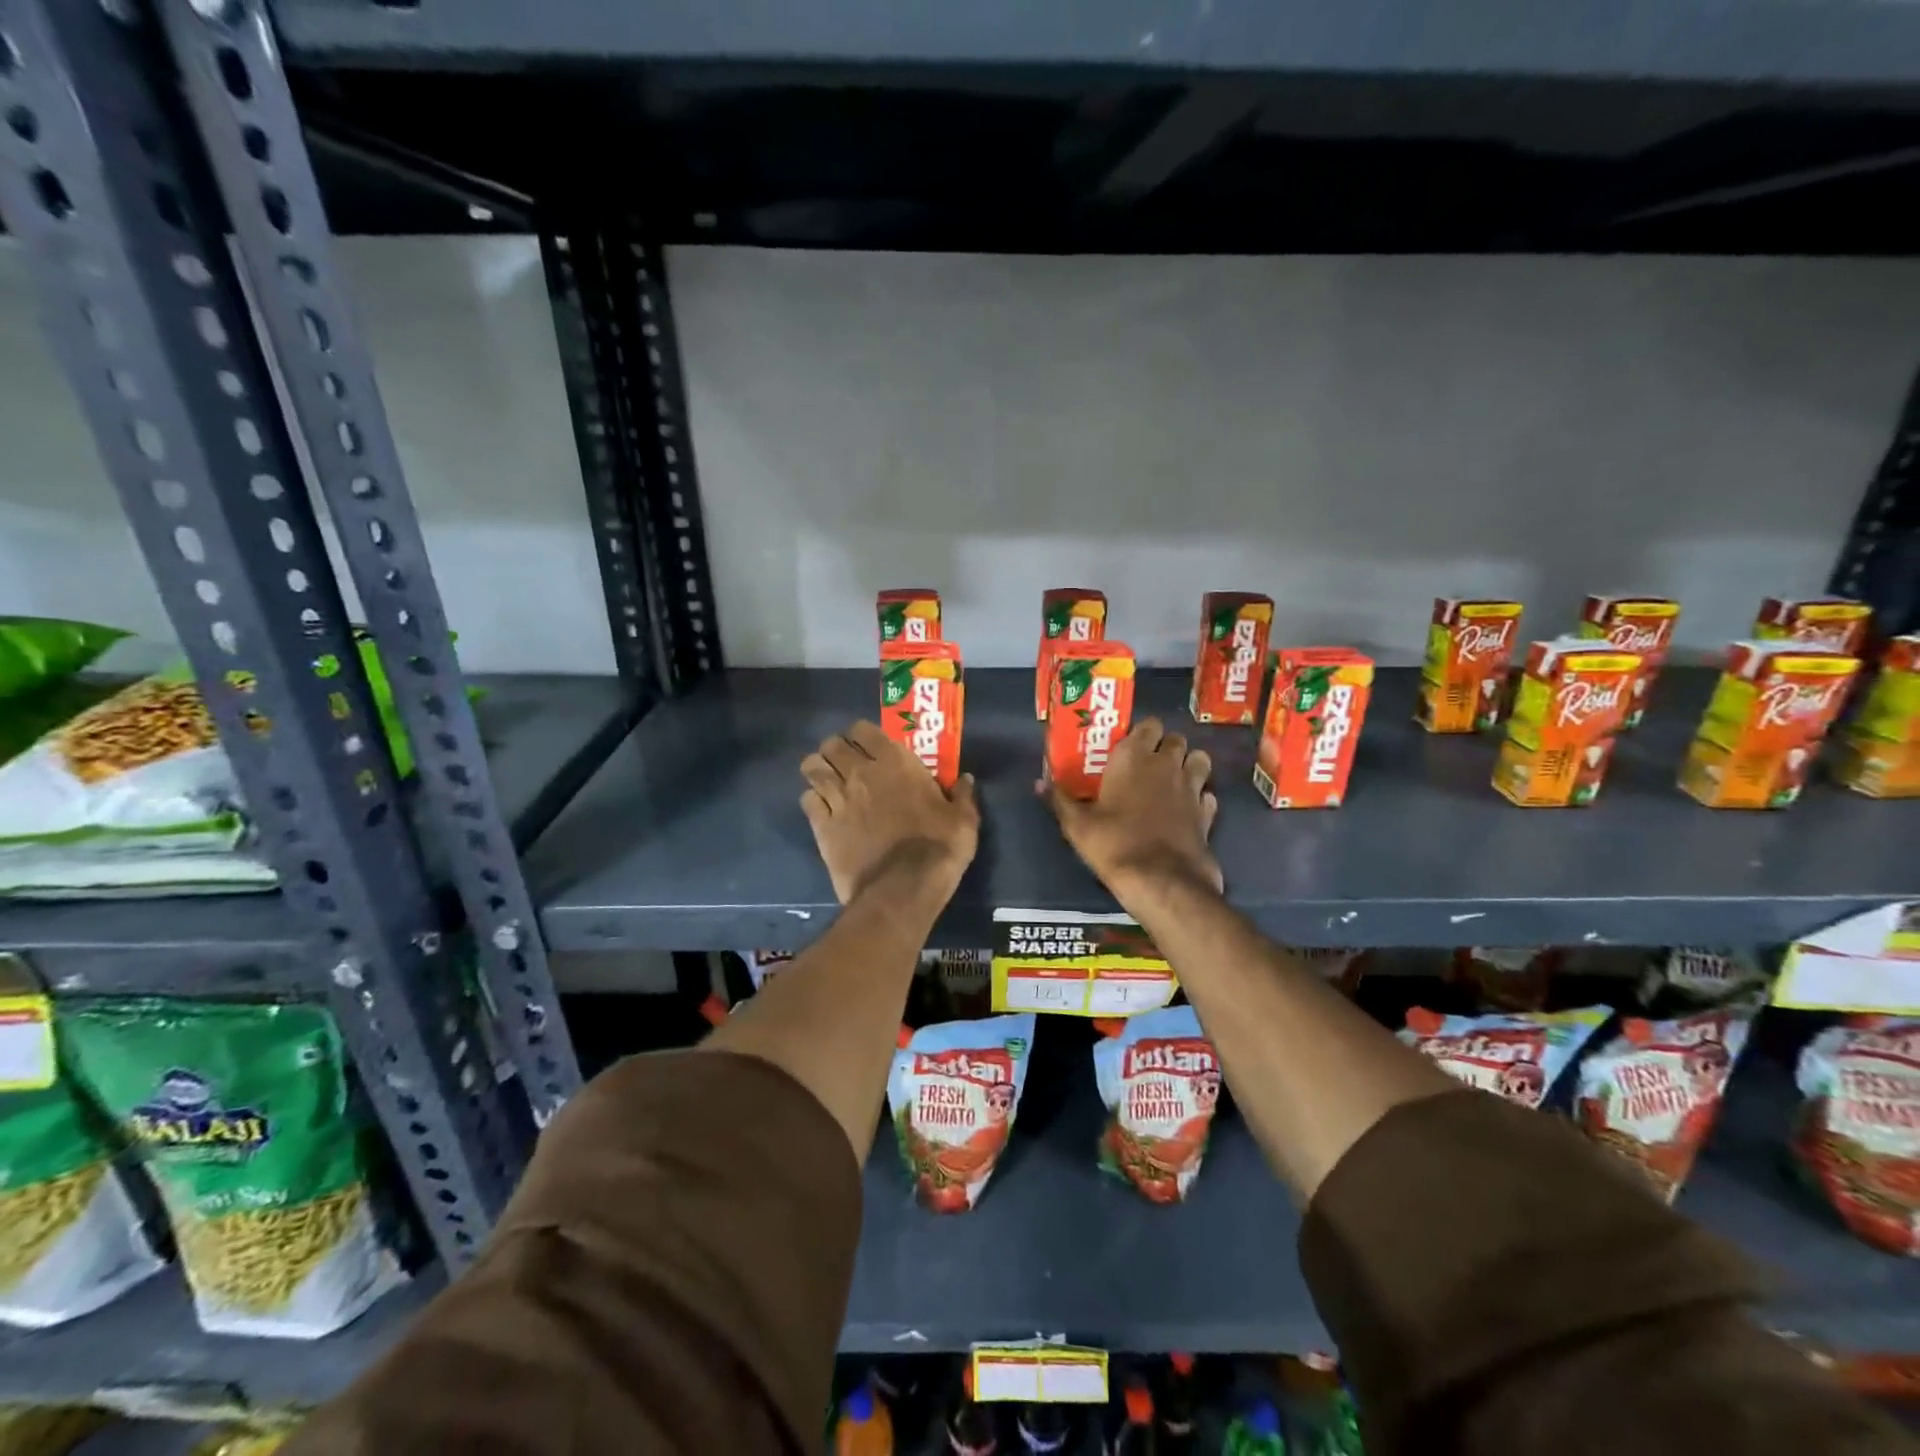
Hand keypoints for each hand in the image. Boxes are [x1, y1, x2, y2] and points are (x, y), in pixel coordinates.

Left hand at [800, 721, 979, 904]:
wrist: (903, 888)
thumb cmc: (938, 848)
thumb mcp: (963, 820)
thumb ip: (962, 795)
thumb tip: (965, 779)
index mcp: (895, 762)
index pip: (863, 729)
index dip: (862, 734)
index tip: (869, 744)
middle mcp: (860, 773)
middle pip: (831, 745)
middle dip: (835, 749)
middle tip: (845, 762)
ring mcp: (838, 798)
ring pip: (812, 768)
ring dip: (818, 770)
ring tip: (828, 781)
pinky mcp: (822, 826)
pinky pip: (807, 800)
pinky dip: (813, 800)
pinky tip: (823, 810)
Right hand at [1040, 718, 1220, 907]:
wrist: (1162, 881)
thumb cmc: (1114, 844)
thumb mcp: (1077, 825)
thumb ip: (1060, 799)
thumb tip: (1039, 782)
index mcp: (1134, 757)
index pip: (1147, 724)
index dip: (1140, 733)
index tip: (1127, 746)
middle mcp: (1166, 764)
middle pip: (1175, 738)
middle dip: (1164, 746)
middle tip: (1147, 764)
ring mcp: (1192, 787)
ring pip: (1199, 759)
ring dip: (1188, 764)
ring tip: (1171, 781)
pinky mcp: (1207, 812)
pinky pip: (1207, 793)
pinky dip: (1199, 796)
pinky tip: (1186, 809)